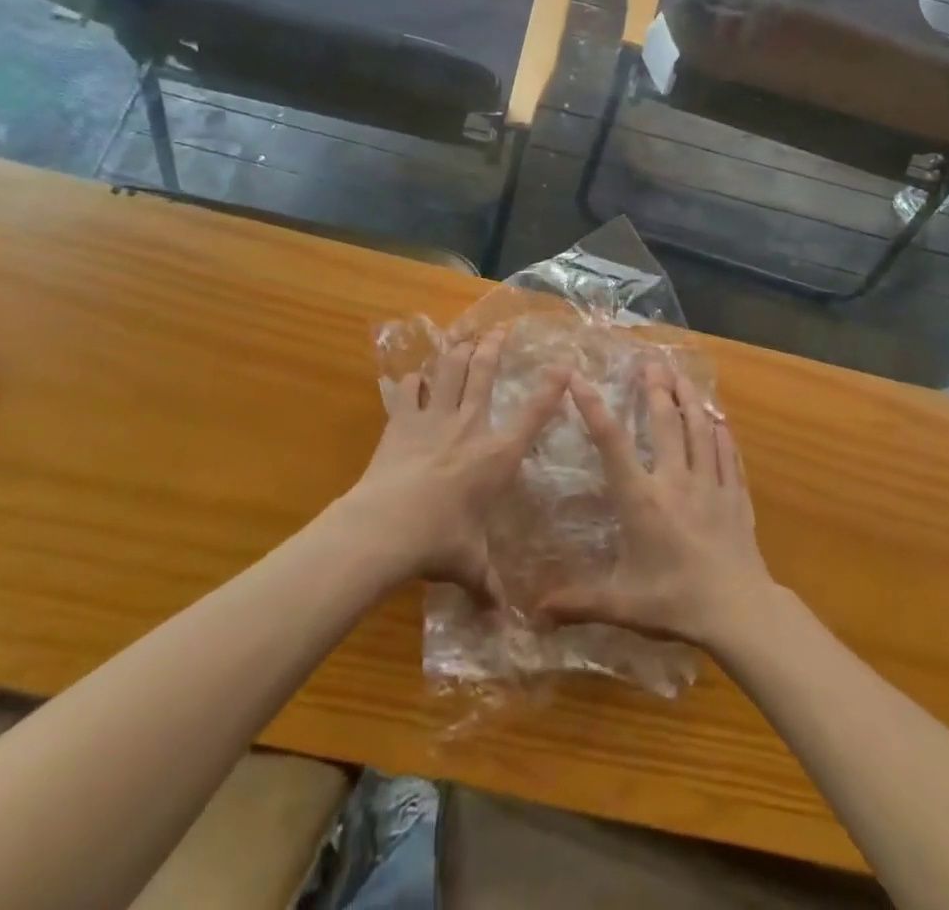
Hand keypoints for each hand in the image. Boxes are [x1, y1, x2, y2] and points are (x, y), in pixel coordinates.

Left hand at [347, 331, 566, 602]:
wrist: (385, 527)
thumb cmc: (439, 542)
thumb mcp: (469, 565)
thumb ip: (488, 585)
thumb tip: (503, 618)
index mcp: (496, 454)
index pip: (533, 413)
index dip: (551, 387)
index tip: (563, 365)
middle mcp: (469, 425)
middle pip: (484, 373)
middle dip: (495, 347)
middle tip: (501, 329)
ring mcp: (433, 419)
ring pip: (449, 370)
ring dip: (457, 351)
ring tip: (463, 336)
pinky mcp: (401, 422)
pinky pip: (407, 391)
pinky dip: (411, 381)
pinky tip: (412, 376)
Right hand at [541, 361, 775, 648]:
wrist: (739, 612)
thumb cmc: (675, 604)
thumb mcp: (621, 604)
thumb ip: (578, 602)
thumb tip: (532, 614)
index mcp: (642, 500)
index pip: (612, 443)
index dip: (593, 407)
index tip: (578, 377)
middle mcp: (675, 481)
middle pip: (664, 422)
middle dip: (654, 388)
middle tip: (649, 360)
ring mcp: (710, 484)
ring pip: (699, 430)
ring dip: (689, 399)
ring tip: (681, 375)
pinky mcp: (735, 496)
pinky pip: (728, 454)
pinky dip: (721, 433)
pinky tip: (719, 420)